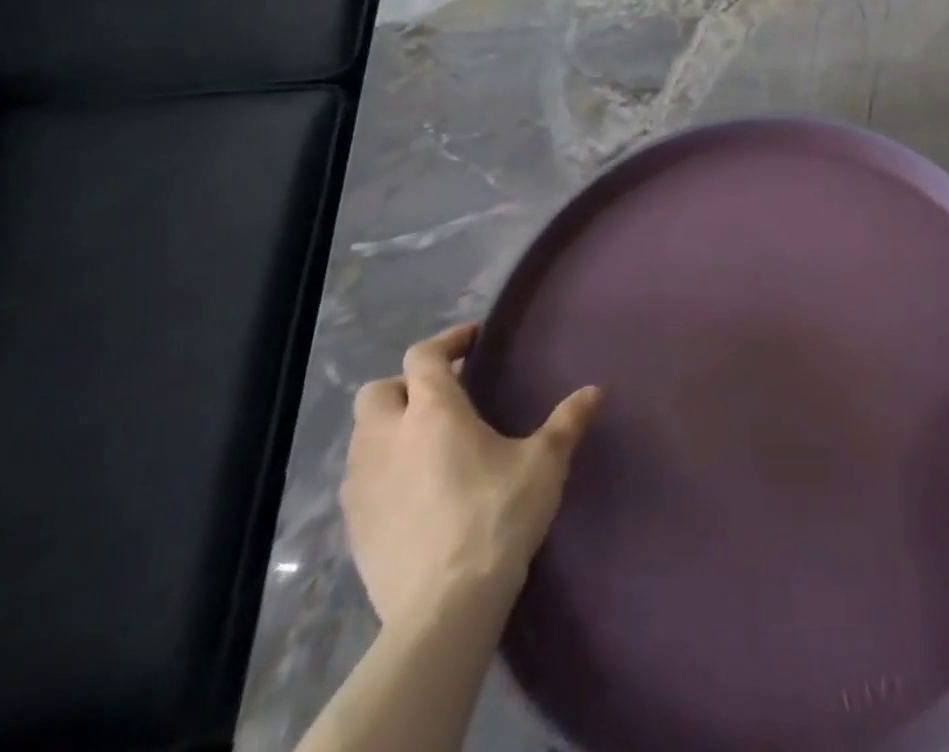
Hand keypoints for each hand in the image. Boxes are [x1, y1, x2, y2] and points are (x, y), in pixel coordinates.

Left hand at [342, 324, 601, 628]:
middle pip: (377, 392)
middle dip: (405, 385)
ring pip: (362, 437)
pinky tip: (412, 491)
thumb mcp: (545, 463)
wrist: (445, 607)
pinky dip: (381, 471)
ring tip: (426, 443)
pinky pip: (359, 482)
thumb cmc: (498, 515)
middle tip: (442, 395)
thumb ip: (568, 421)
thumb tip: (595, 391)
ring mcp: (362, 486)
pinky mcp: (353, 529)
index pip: (424, 356)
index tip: (473, 341)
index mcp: (432, 411)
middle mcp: (387, 439)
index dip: (448, 341)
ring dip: (389, 428)